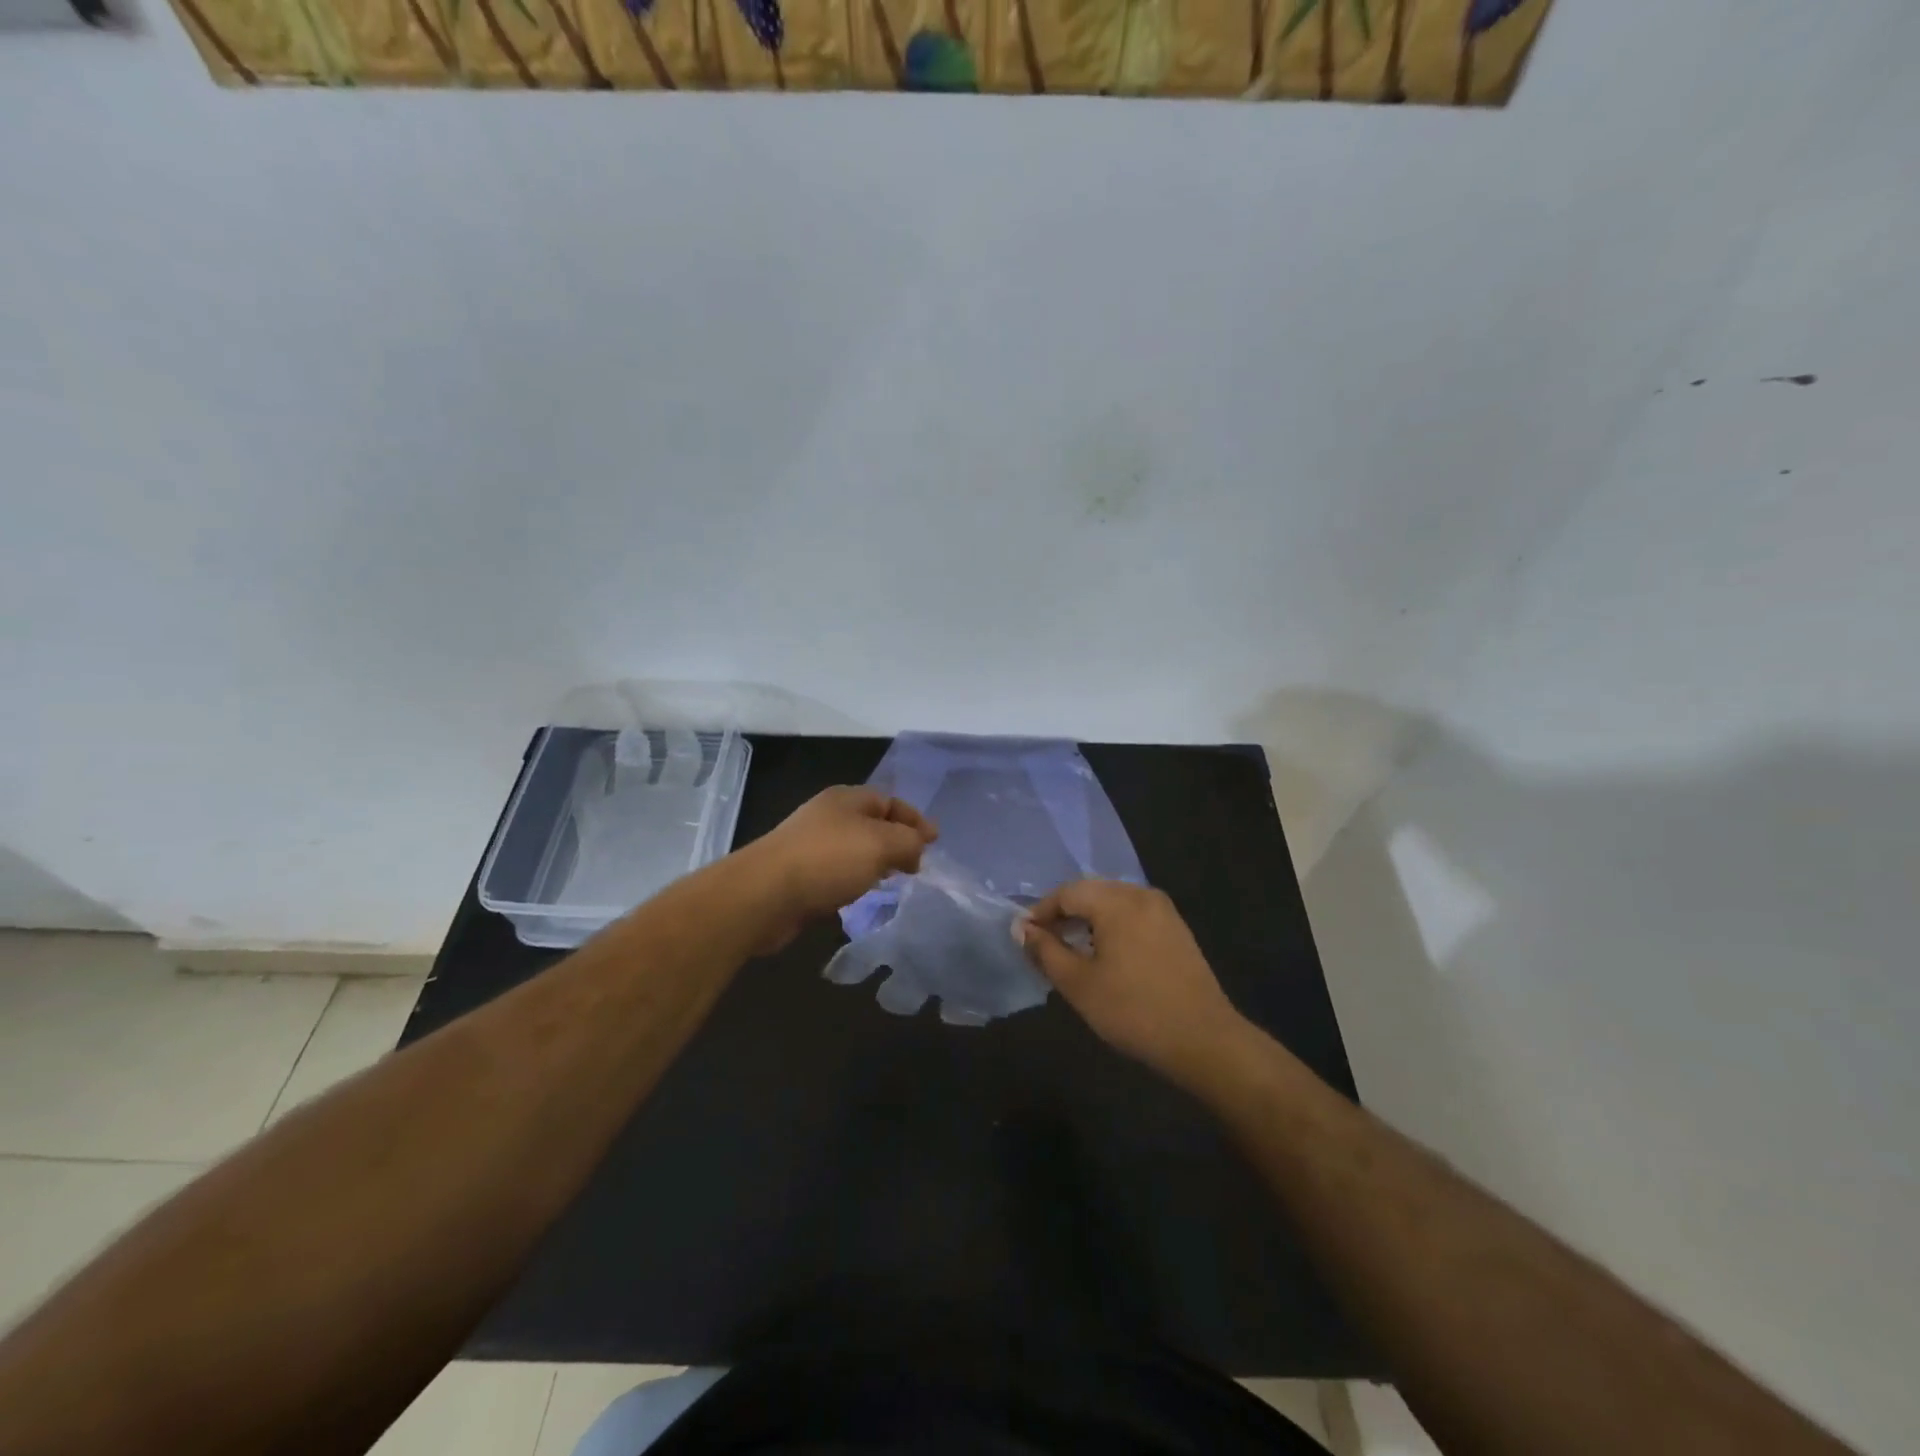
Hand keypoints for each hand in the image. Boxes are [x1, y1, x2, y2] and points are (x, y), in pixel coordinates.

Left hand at [740, 787, 936, 951]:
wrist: (764, 895)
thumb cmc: (828, 860)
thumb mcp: (880, 844)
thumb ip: (909, 841)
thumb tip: (918, 846)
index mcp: (847, 799)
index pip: (890, 801)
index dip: (915, 819)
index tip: (935, 843)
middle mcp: (828, 816)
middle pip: (872, 823)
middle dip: (898, 841)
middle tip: (917, 865)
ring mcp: (811, 845)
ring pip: (855, 849)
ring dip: (876, 862)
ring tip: (894, 881)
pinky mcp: (799, 874)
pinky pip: (837, 872)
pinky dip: (854, 880)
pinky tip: (860, 895)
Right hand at [1020, 880, 1246, 1085]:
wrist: (1203, 1039)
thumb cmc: (1133, 1010)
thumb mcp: (1078, 983)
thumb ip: (1046, 951)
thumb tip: (1022, 929)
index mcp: (1117, 901)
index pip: (1067, 893)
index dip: (1041, 912)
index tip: (1024, 937)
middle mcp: (1141, 895)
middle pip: (1091, 892)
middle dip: (1064, 914)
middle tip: (1044, 943)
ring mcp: (1164, 911)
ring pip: (1113, 903)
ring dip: (1088, 920)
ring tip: (1071, 950)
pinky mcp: (1177, 929)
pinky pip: (1133, 915)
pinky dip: (1112, 926)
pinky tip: (1106, 954)